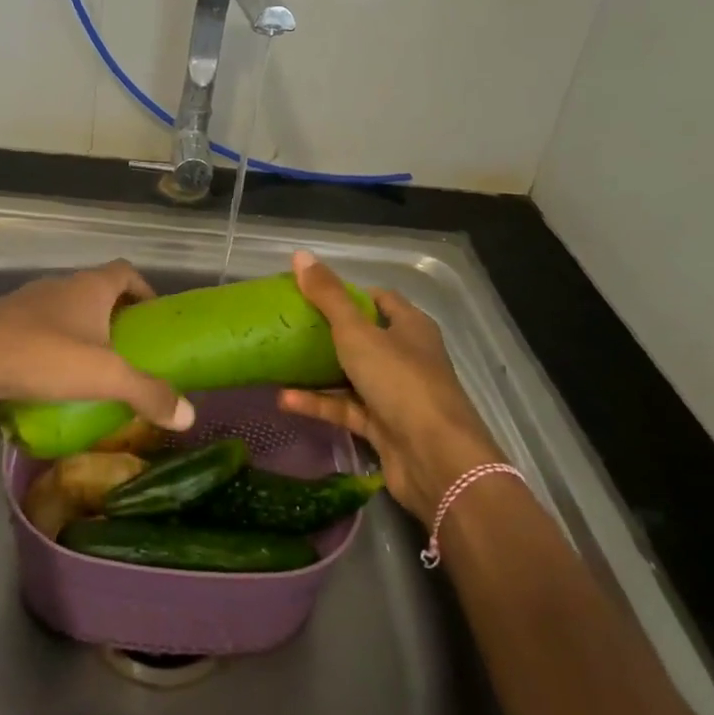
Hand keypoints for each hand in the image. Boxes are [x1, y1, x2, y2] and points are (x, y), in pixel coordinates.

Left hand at [0, 260, 195, 435]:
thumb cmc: (42, 355)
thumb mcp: (105, 376)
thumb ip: (148, 393)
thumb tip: (189, 414)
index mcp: (89, 286)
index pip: (126, 272)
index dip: (143, 290)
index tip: (152, 318)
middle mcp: (59, 286)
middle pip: (96, 292)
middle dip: (115, 318)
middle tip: (128, 353)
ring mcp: (26, 304)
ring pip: (65, 313)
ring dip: (81, 334)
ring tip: (92, 372)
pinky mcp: (1, 326)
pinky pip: (37, 331)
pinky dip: (51, 349)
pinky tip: (51, 382)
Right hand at [278, 250, 504, 524]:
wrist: (436, 460)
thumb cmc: (400, 381)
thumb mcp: (357, 332)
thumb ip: (328, 296)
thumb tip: (300, 254)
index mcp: (410, 326)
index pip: (379, 299)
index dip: (347, 293)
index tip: (310, 293)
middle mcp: (406, 356)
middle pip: (363, 337)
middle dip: (327, 332)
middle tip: (288, 326)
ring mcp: (396, 394)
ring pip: (351, 375)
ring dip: (318, 371)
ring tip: (278, 362)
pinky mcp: (383, 428)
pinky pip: (346, 409)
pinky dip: (319, 403)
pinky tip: (284, 399)